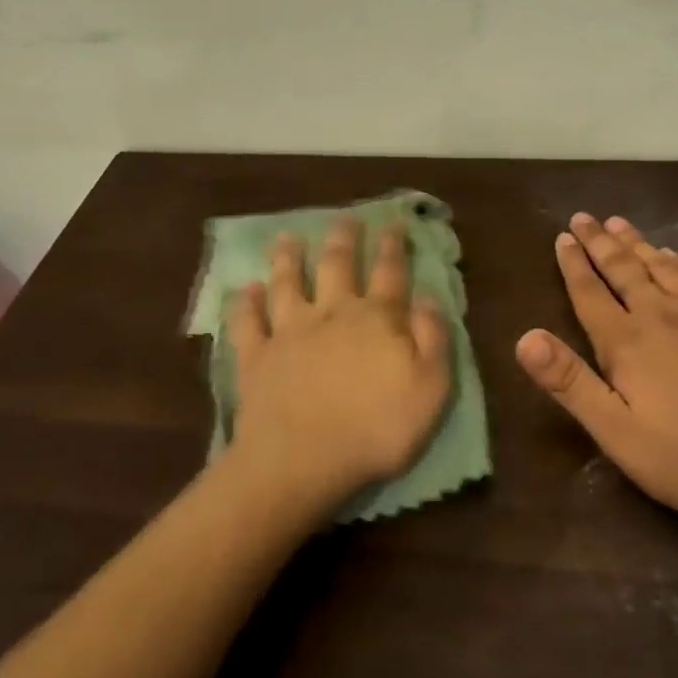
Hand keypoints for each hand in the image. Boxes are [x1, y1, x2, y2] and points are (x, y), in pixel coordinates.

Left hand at [226, 217, 452, 514]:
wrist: (301, 459)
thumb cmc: (375, 428)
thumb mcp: (430, 388)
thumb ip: (433, 338)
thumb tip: (429, 297)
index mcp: (376, 318)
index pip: (389, 272)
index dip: (392, 245)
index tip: (392, 222)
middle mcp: (331, 312)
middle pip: (336, 265)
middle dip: (342, 238)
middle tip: (344, 217)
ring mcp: (289, 331)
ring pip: (287, 282)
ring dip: (287, 257)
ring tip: (286, 237)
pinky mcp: (256, 356)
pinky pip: (247, 322)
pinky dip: (244, 303)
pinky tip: (244, 289)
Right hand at [515, 214, 677, 526]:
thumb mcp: (620, 434)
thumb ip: (571, 383)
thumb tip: (524, 338)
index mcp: (627, 342)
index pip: (590, 294)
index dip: (573, 265)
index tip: (562, 237)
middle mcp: (661, 313)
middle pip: (623, 269)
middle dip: (599, 243)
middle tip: (583, 217)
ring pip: (661, 265)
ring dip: (636, 243)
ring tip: (618, 223)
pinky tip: (675, 254)